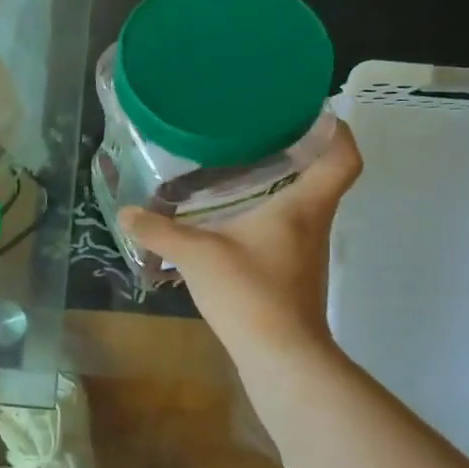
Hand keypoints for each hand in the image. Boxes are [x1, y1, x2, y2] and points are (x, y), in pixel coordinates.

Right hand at [119, 121, 361, 375]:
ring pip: (299, 206)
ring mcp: (305, 252)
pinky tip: (227, 223)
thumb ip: (159, 232)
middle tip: (254, 134)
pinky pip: (282, 232)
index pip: (342, 157)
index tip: (310, 111)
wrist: (280, 356)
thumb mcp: (196, 255)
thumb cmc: (250, 292)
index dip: (334, 130)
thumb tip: (126, 213)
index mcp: (303, 206)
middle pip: (320, 177)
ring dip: (275, 187)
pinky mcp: (291, 274)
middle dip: (294, 152)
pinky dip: (261, 219)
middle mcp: (312, 223)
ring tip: (235, 172)